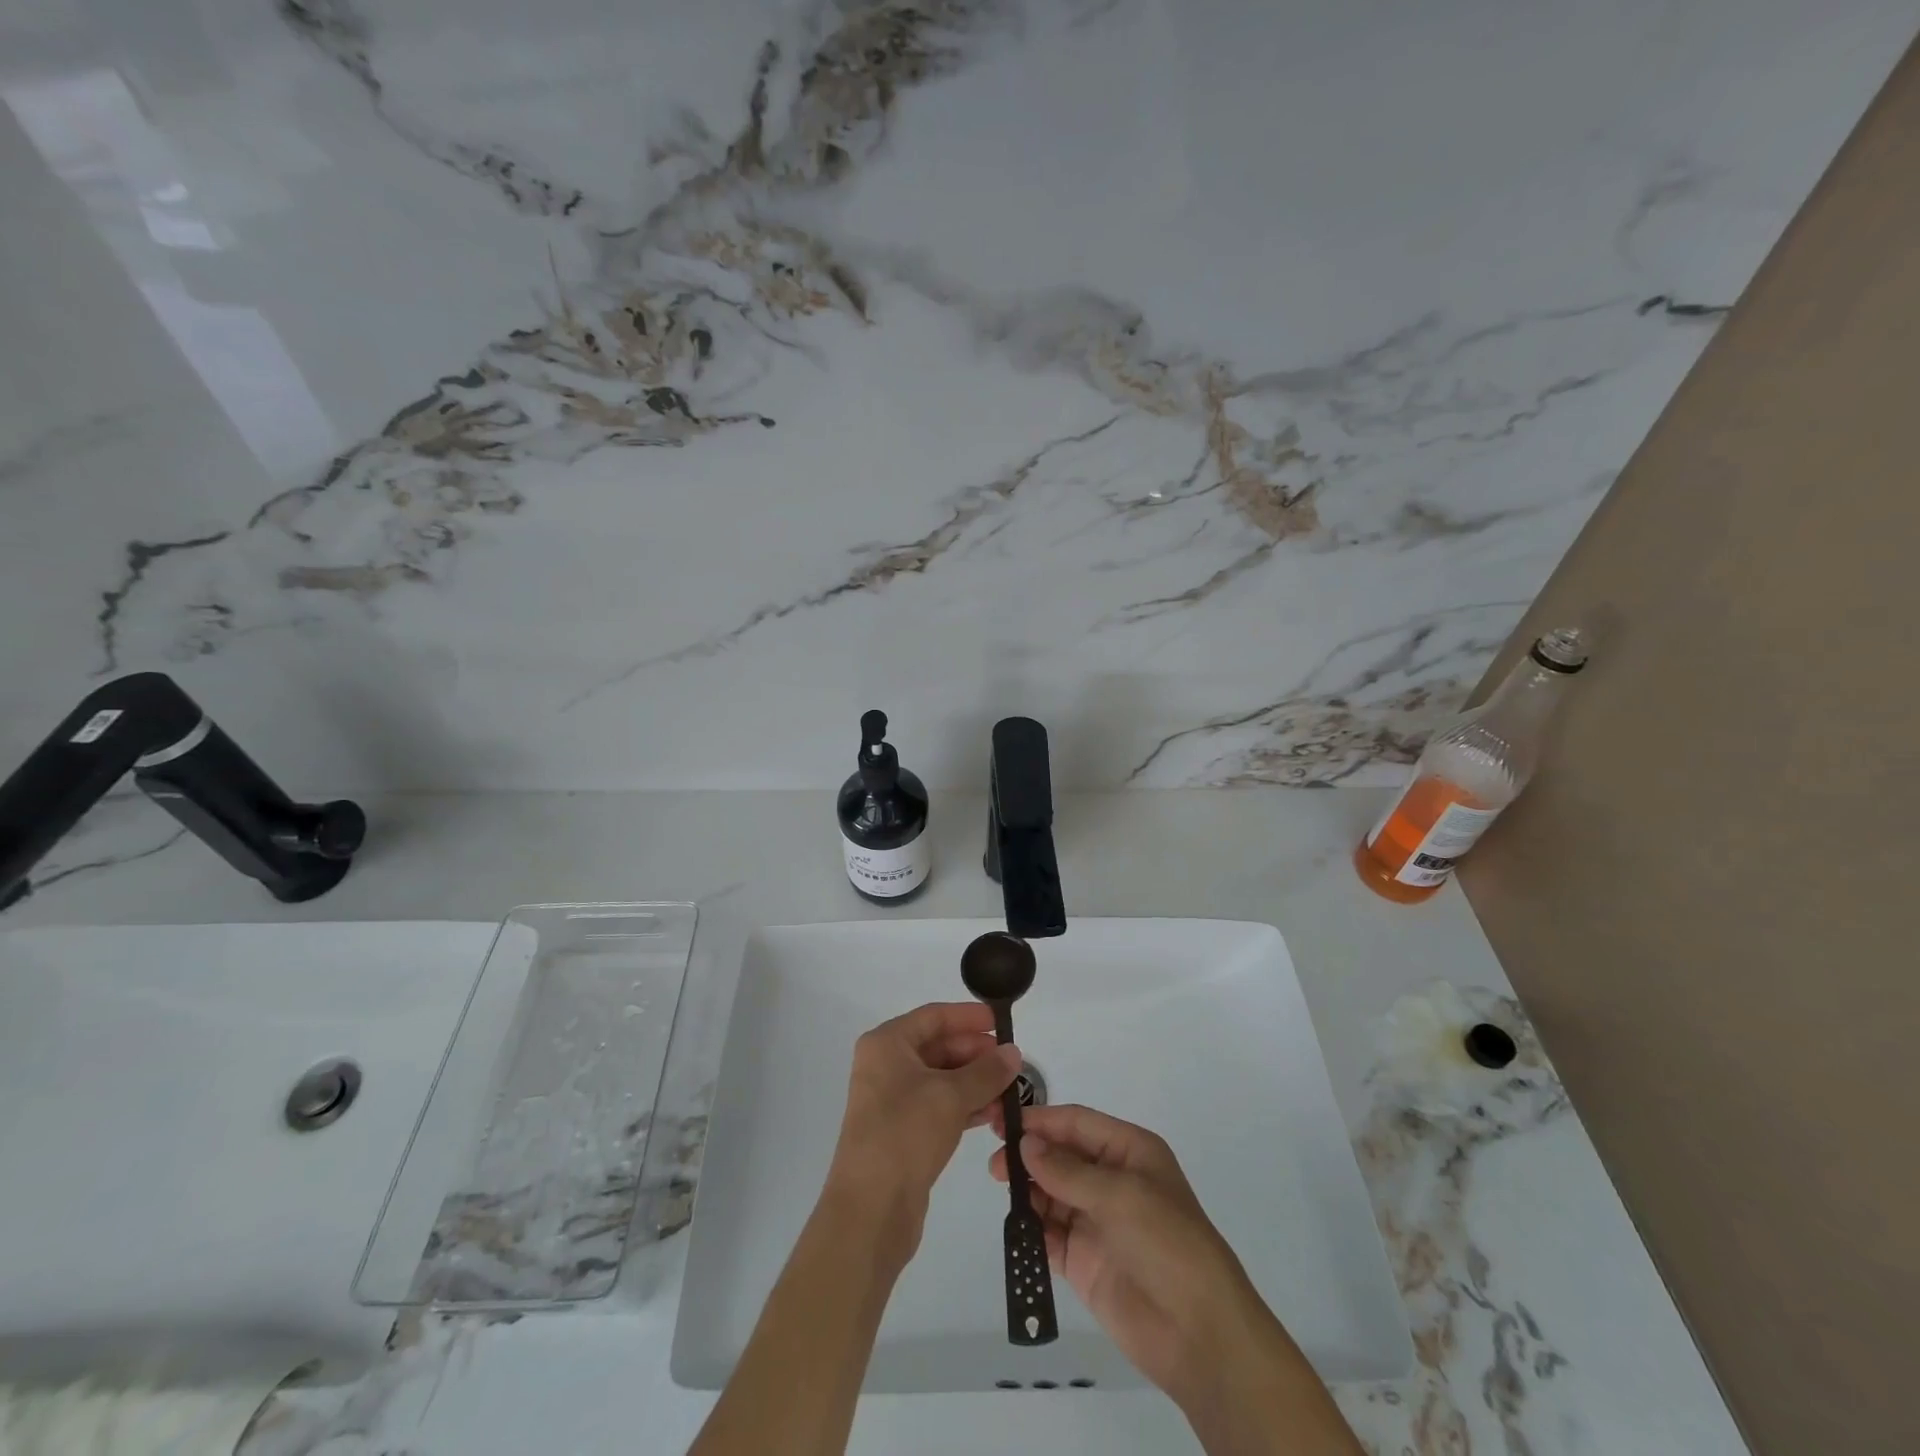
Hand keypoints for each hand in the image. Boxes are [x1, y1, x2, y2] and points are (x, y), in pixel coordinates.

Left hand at [827, 1002, 1021, 1263]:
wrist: (871, 1209)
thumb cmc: (905, 1134)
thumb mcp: (951, 1096)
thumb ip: (986, 1072)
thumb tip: (1013, 1052)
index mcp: (887, 1044)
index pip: (934, 1016)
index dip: (968, 1017)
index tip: (1001, 1023)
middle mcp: (886, 1065)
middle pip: (938, 1046)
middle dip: (976, 1054)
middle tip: (1013, 1063)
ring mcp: (892, 1100)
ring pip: (942, 1079)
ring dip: (976, 1082)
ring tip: (1011, 1091)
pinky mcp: (902, 1131)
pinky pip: (939, 1106)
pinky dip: (965, 1106)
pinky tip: (993, 1114)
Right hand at [987, 1104, 1275, 1406]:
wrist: (1198, 1333)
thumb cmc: (1167, 1243)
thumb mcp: (1121, 1195)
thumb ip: (1068, 1171)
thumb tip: (1026, 1144)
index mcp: (1129, 1151)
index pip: (1077, 1123)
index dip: (1042, 1120)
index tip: (1003, 1121)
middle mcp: (1111, 1179)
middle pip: (1061, 1155)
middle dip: (1029, 1153)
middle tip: (994, 1160)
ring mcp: (1096, 1221)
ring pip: (1051, 1192)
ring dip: (1027, 1188)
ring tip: (1000, 1186)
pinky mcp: (1084, 1261)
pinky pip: (1049, 1234)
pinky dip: (1030, 1227)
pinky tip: (1013, 1223)